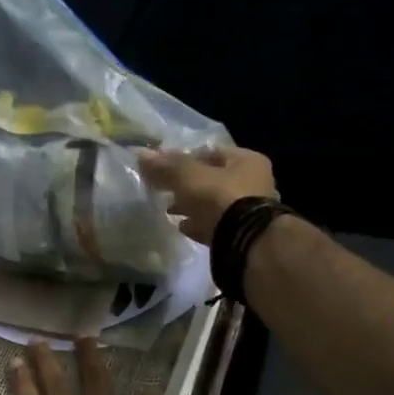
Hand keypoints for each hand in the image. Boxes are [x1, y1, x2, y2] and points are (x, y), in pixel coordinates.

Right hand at [138, 145, 276, 244]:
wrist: (245, 242)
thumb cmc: (220, 197)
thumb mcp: (188, 177)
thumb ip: (165, 167)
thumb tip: (140, 153)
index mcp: (247, 161)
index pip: (212, 152)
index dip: (186, 157)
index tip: (164, 167)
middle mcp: (254, 183)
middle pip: (213, 179)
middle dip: (187, 185)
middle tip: (164, 190)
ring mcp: (250, 212)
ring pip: (214, 204)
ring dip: (192, 206)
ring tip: (168, 210)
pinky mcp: (242, 235)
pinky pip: (215, 226)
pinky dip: (199, 225)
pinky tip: (182, 227)